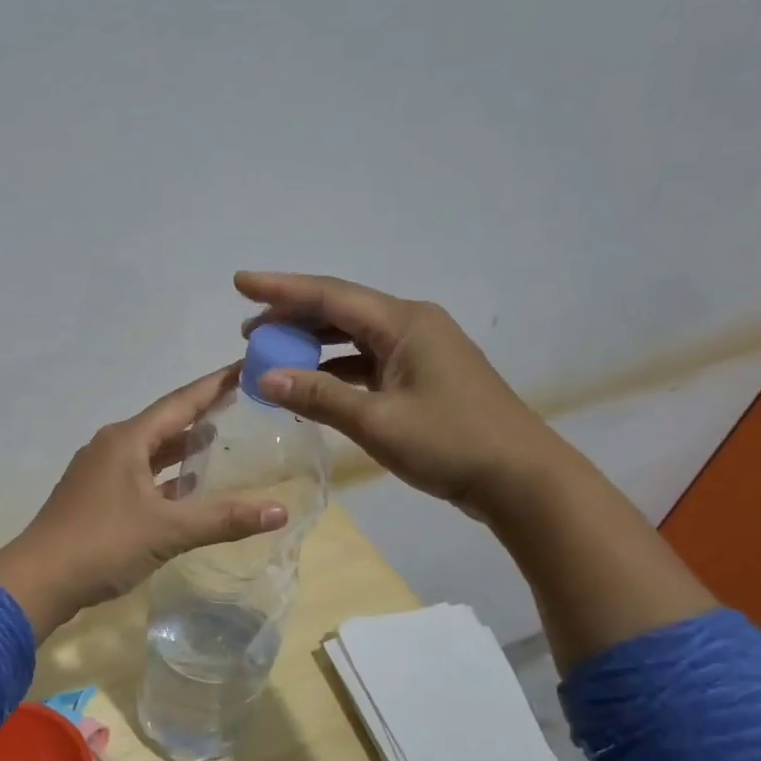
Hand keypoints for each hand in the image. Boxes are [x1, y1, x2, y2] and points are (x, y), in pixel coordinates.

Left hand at [0, 367, 289, 638]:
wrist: (37, 581)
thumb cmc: (102, 544)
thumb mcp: (167, 531)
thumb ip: (223, 519)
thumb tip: (280, 510)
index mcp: (126, 441)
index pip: (180, 402)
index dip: (214, 385)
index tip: (245, 366)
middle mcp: (111, 447)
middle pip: (164, 423)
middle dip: (201, 413)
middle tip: (241, 404)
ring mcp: (99, 473)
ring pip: (150, 452)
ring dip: (182, 447)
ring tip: (219, 440)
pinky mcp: (95, 498)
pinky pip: (139, 476)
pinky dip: (165, 477)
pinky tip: (185, 489)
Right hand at [235, 271, 573, 518]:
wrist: (521, 477)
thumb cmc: (450, 443)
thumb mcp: (377, 422)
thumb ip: (318, 396)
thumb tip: (263, 378)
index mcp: (404, 322)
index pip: (330, 295)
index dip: (281, 288)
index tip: (240, 282)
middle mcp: (412, 325)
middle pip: (341, 310)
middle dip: (292, 316)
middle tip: (248, 330)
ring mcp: (421, 351)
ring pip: (354, 337)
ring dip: (312, 345)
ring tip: (271, 355)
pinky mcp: (424, 377)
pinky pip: (368, 362)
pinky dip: (336, 370)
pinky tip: (311, 385)